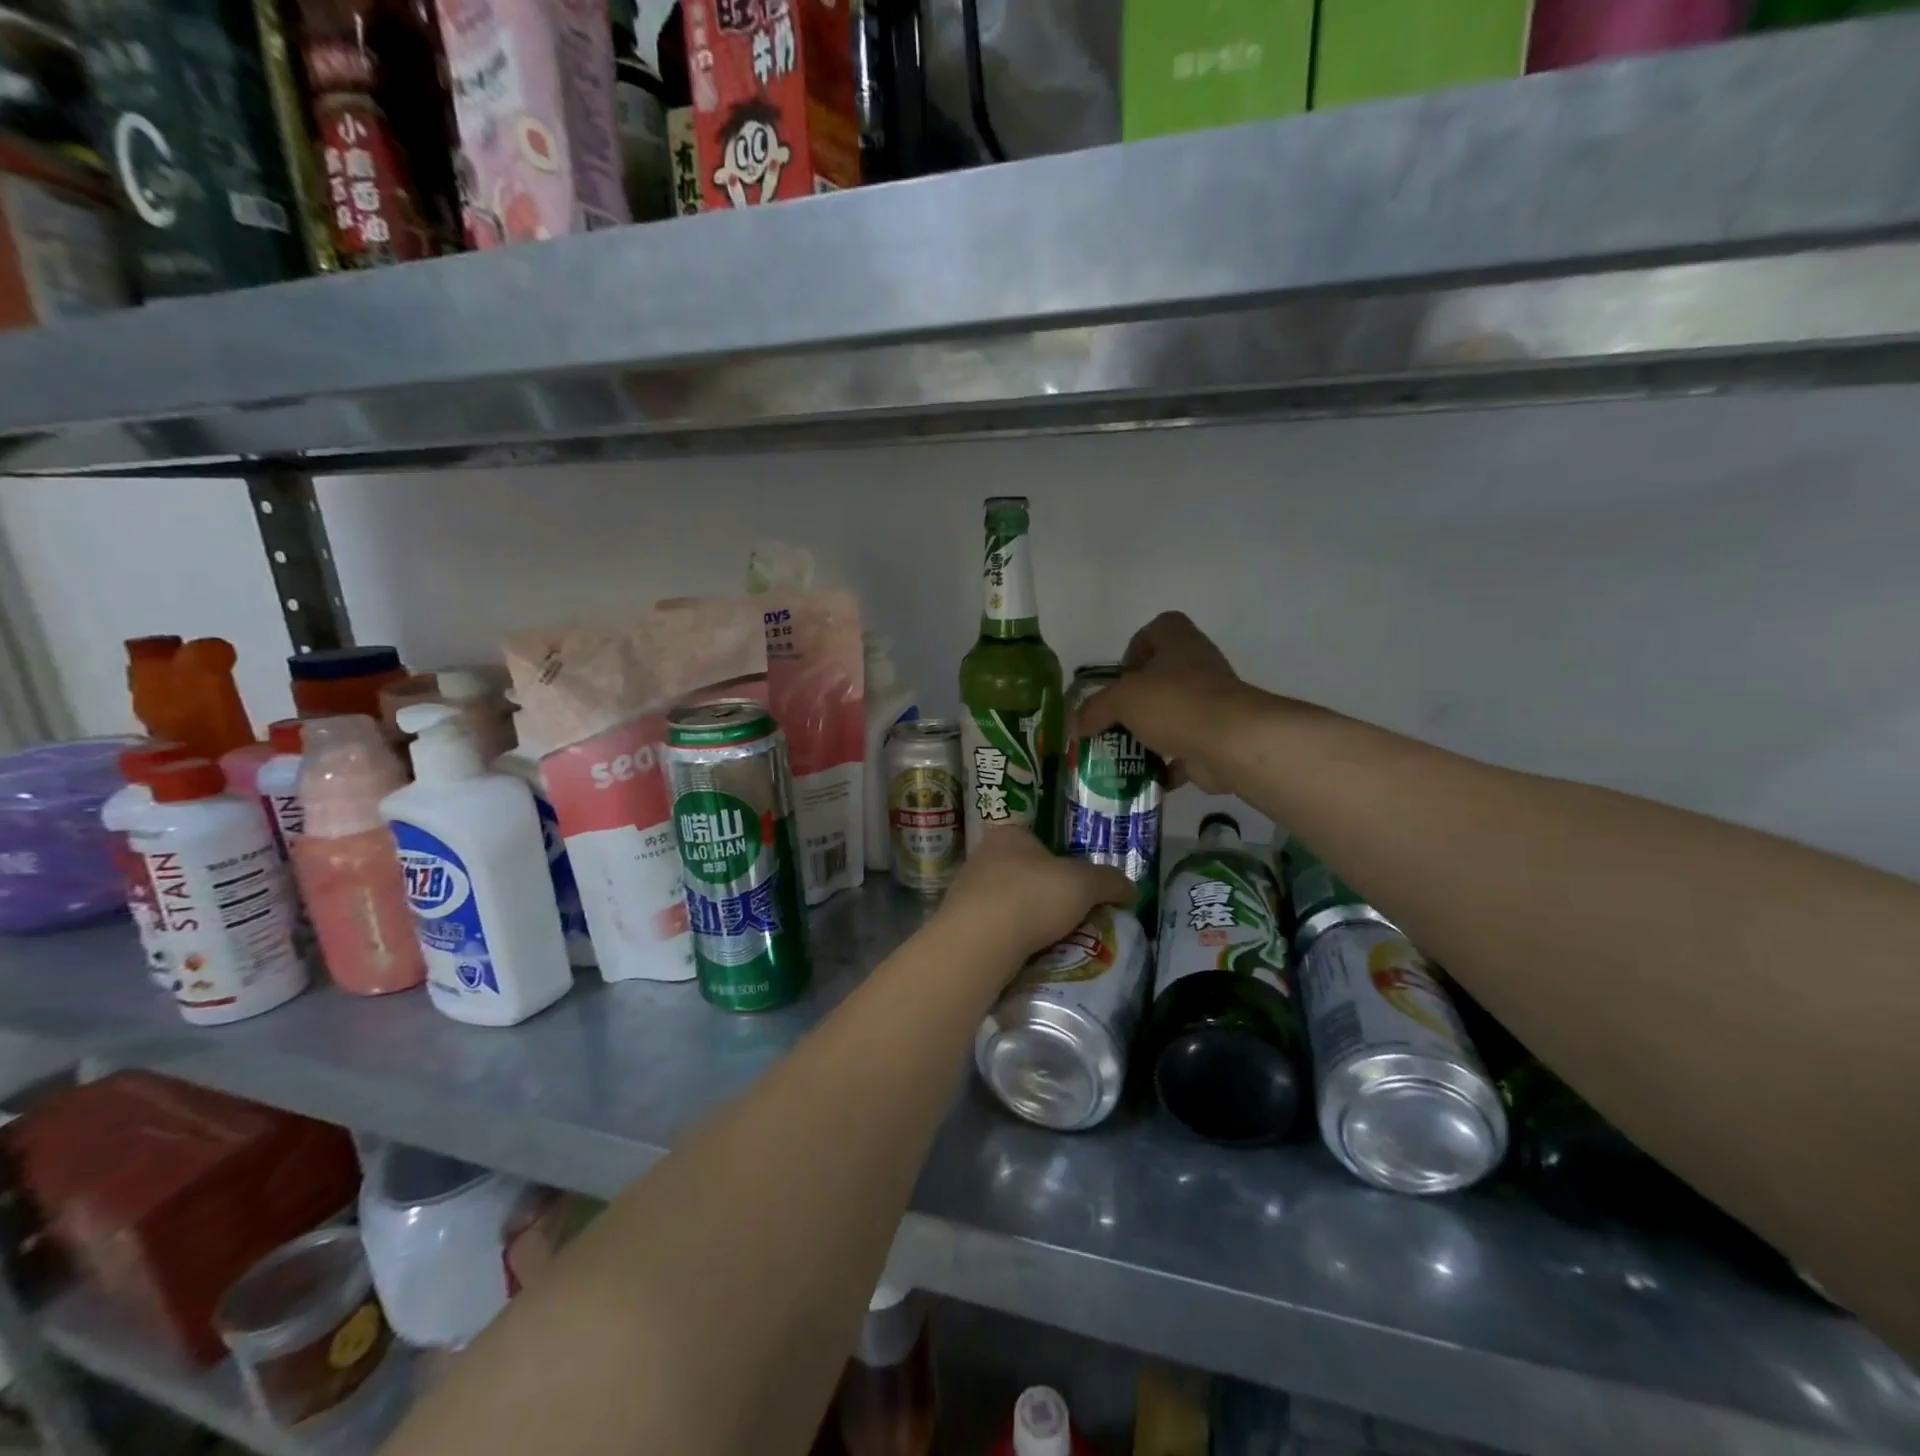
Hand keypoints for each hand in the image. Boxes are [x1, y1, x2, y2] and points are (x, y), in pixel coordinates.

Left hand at [934, 826, 1132, 965]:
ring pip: (1007, 901)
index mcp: (1009, 835)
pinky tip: (1025, 954)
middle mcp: (982, 856)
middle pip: (1023, 872)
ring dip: (1026, 918)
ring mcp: (966, 890)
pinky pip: (993, 928)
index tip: (1078, 887)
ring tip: (1051, 940)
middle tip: (1071, 916)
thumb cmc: (1031, 897)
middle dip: (1045, 893)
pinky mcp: (959, 924)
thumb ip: (1109, 881)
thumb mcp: (1084, 884)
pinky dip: (1010, 939)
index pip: (1039, 841)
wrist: (977, 944)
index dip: (1061, 862)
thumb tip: (1131, 889)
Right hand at [1075, 612, 1266, 793]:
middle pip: (1164, 675)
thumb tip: (1075, 725)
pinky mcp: (1215, 739)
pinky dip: (1165, 766)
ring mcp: (1211, 705)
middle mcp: (1199, 668)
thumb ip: (1095, 709)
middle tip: (1113, 718)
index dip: (1137, 645)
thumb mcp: (1122, 699)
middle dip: (1136, 698)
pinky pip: (1184, 751)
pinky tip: (1142, 777)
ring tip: (1120, 750)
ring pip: (1173, 714)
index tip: (1120, 674)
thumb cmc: (1174, 703)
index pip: (1160, 628)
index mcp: (1180, 644)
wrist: (1230, 743)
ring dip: (1148, 732)